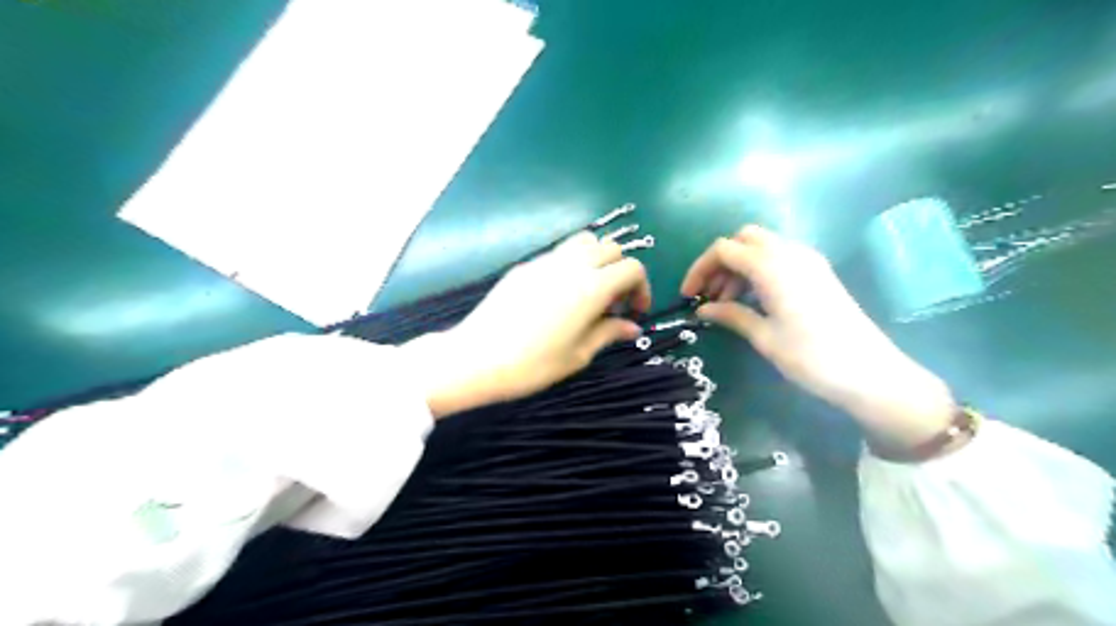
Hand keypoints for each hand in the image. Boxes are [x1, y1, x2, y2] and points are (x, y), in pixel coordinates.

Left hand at [420, 232, 651, 418]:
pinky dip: (571, 265)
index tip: (634, 312)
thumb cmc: (534, 364)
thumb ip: (609, 333)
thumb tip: (632, 326)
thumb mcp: (578, 355)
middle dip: (620, 272)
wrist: (478, 358)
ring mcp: (545, 262)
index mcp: (592, 287)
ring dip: (596, 260)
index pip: (632, 269)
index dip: (641, 288)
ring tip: (588, 292)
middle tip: (612, 304)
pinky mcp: (525, 266)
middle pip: (611, 248)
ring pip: (584, 242)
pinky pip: (558, 254)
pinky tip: (558, 296)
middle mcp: (572, 265)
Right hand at [684, 225, 953, 448]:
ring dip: (738, 267)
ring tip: (727, 303)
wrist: (871, 374)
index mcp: (772, 266)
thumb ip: (731, 315)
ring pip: (761, 247)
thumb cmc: (811, 357)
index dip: (700, 268)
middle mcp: (791, 253)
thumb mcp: (764, 337)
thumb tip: (702, 309)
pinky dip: (758, 271)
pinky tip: (753, 300)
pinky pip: (779, 258)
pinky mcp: (818, 273)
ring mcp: (809, 261)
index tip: (688, 295)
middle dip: (720, 262)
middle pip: (743, 240)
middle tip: (710, 295)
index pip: (724, 250)